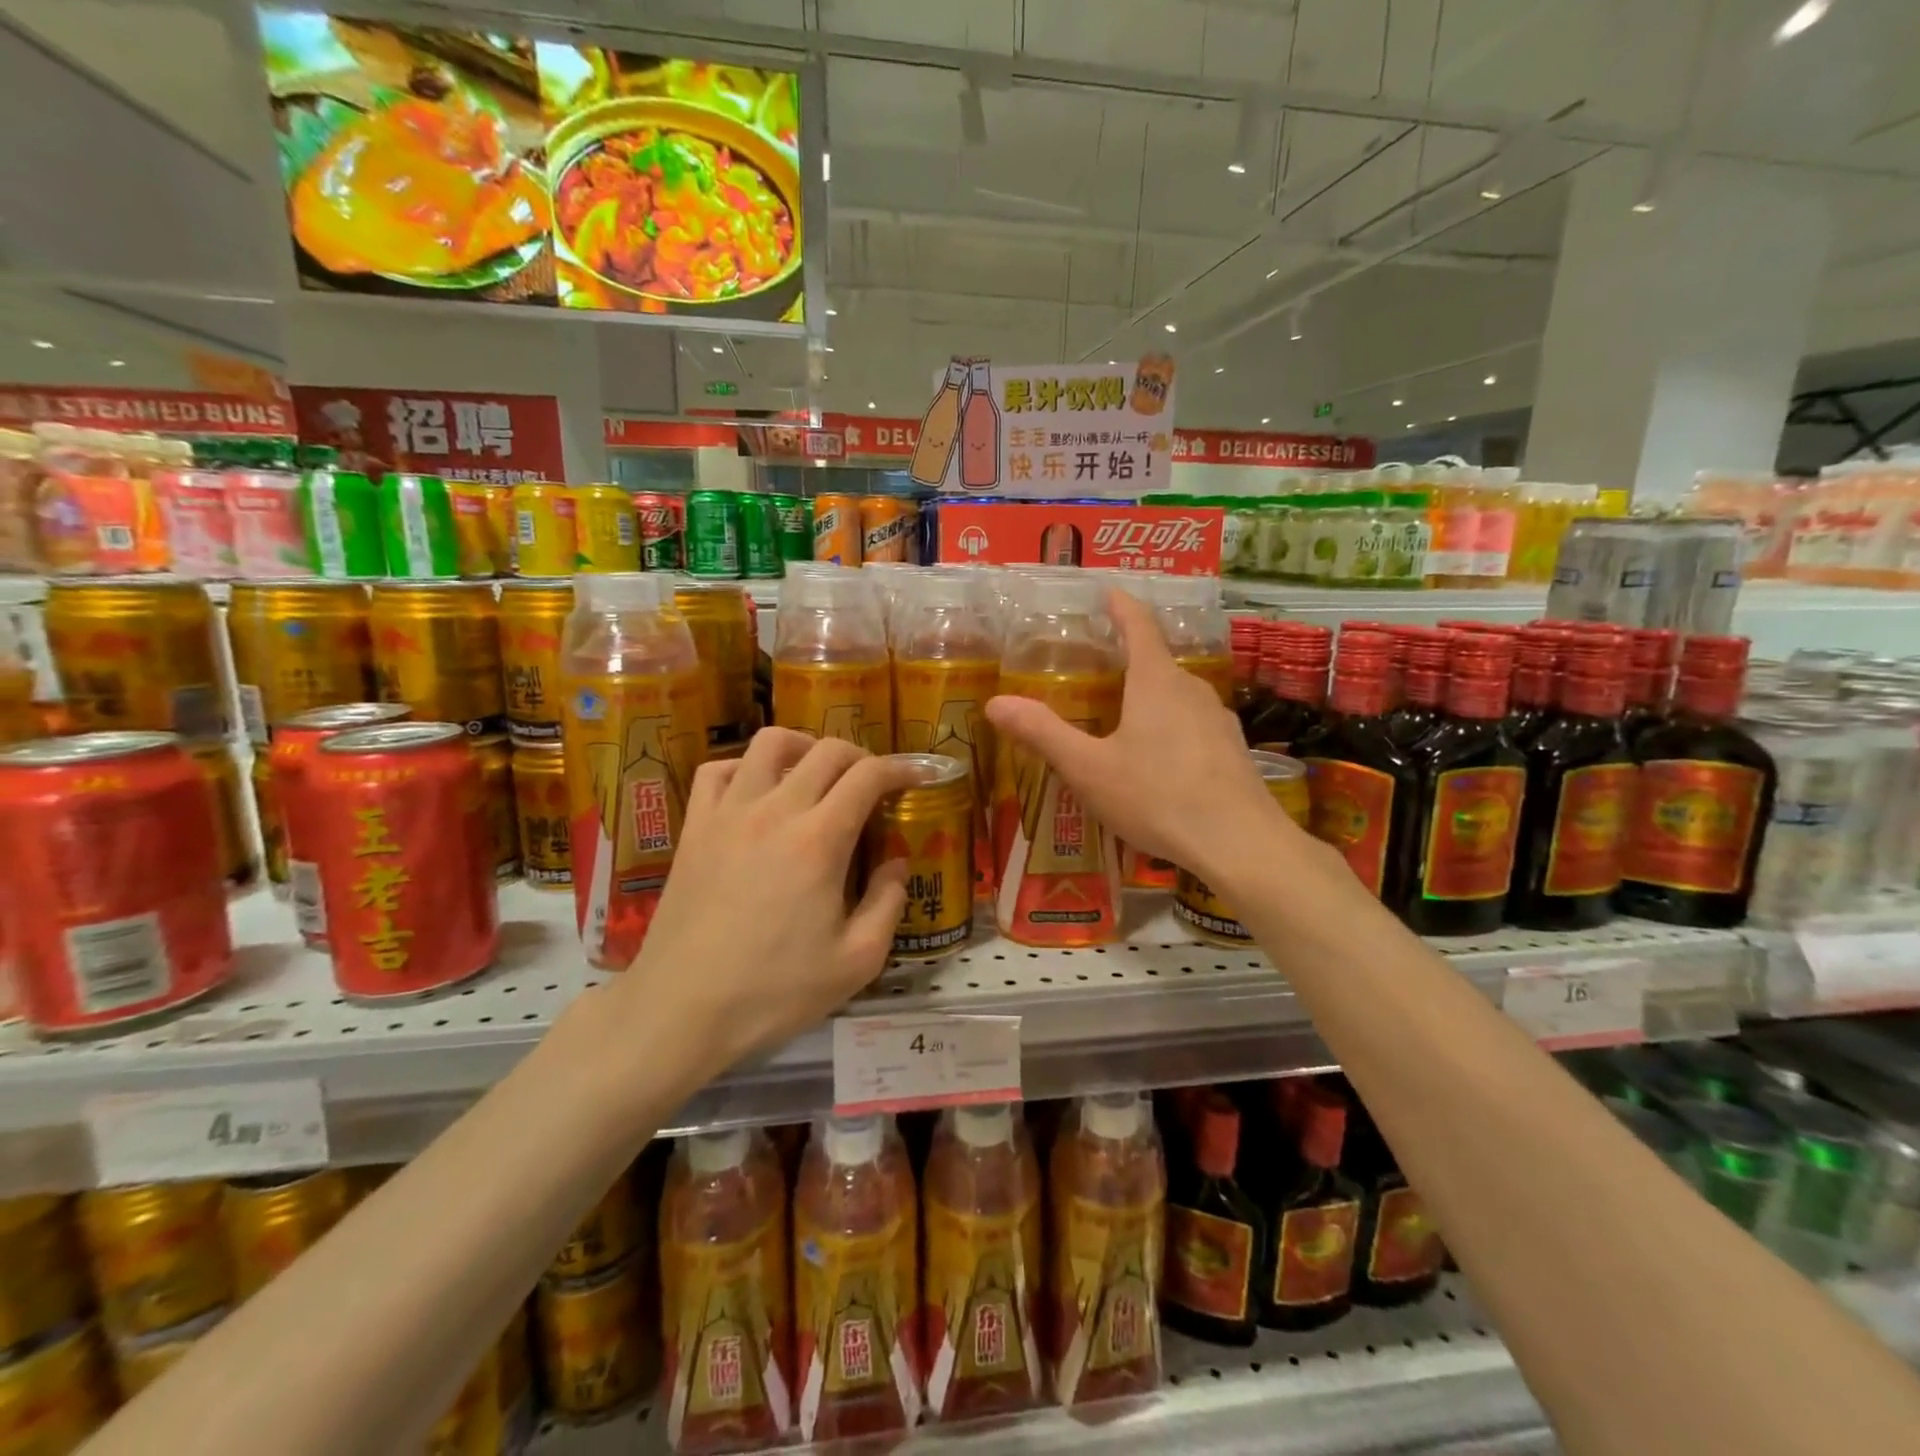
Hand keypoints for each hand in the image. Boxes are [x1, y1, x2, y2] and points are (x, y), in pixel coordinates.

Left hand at [609, 729, 915, 1080]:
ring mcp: (728, 813)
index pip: (868, 776)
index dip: (901, 768)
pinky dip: (745, 766)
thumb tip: (896, 864)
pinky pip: (718, 770)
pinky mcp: (695, 827)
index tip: (917, 777)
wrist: (680, 1010)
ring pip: (769, 743)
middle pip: (826, 751)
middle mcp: (775, 811)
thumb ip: (888, 904)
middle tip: (873, 783)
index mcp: (820, 841)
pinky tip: (757, 790)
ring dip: (804, 747)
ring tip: (816, 772)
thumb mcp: (856, 962)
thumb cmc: (773, 992)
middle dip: (861, 757)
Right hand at [984, 589, 1300, 884]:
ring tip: (1123, 716)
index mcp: (1155, 682)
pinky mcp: (1232, 748)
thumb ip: (1043, 733)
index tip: (1107, 592)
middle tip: (1096, 669)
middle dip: (1127, 658)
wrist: (1239, 843)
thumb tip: (996, 703)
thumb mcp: (1089, 769)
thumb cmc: (1157, 797)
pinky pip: (1193, 723)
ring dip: (1149, 695)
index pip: (1138, 626)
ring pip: (1176, 694)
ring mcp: (1218, 718)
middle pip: (1156, 661)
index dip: (1121, 605)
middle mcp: (1191, 689)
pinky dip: (1170, 725)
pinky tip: (1159, 759)